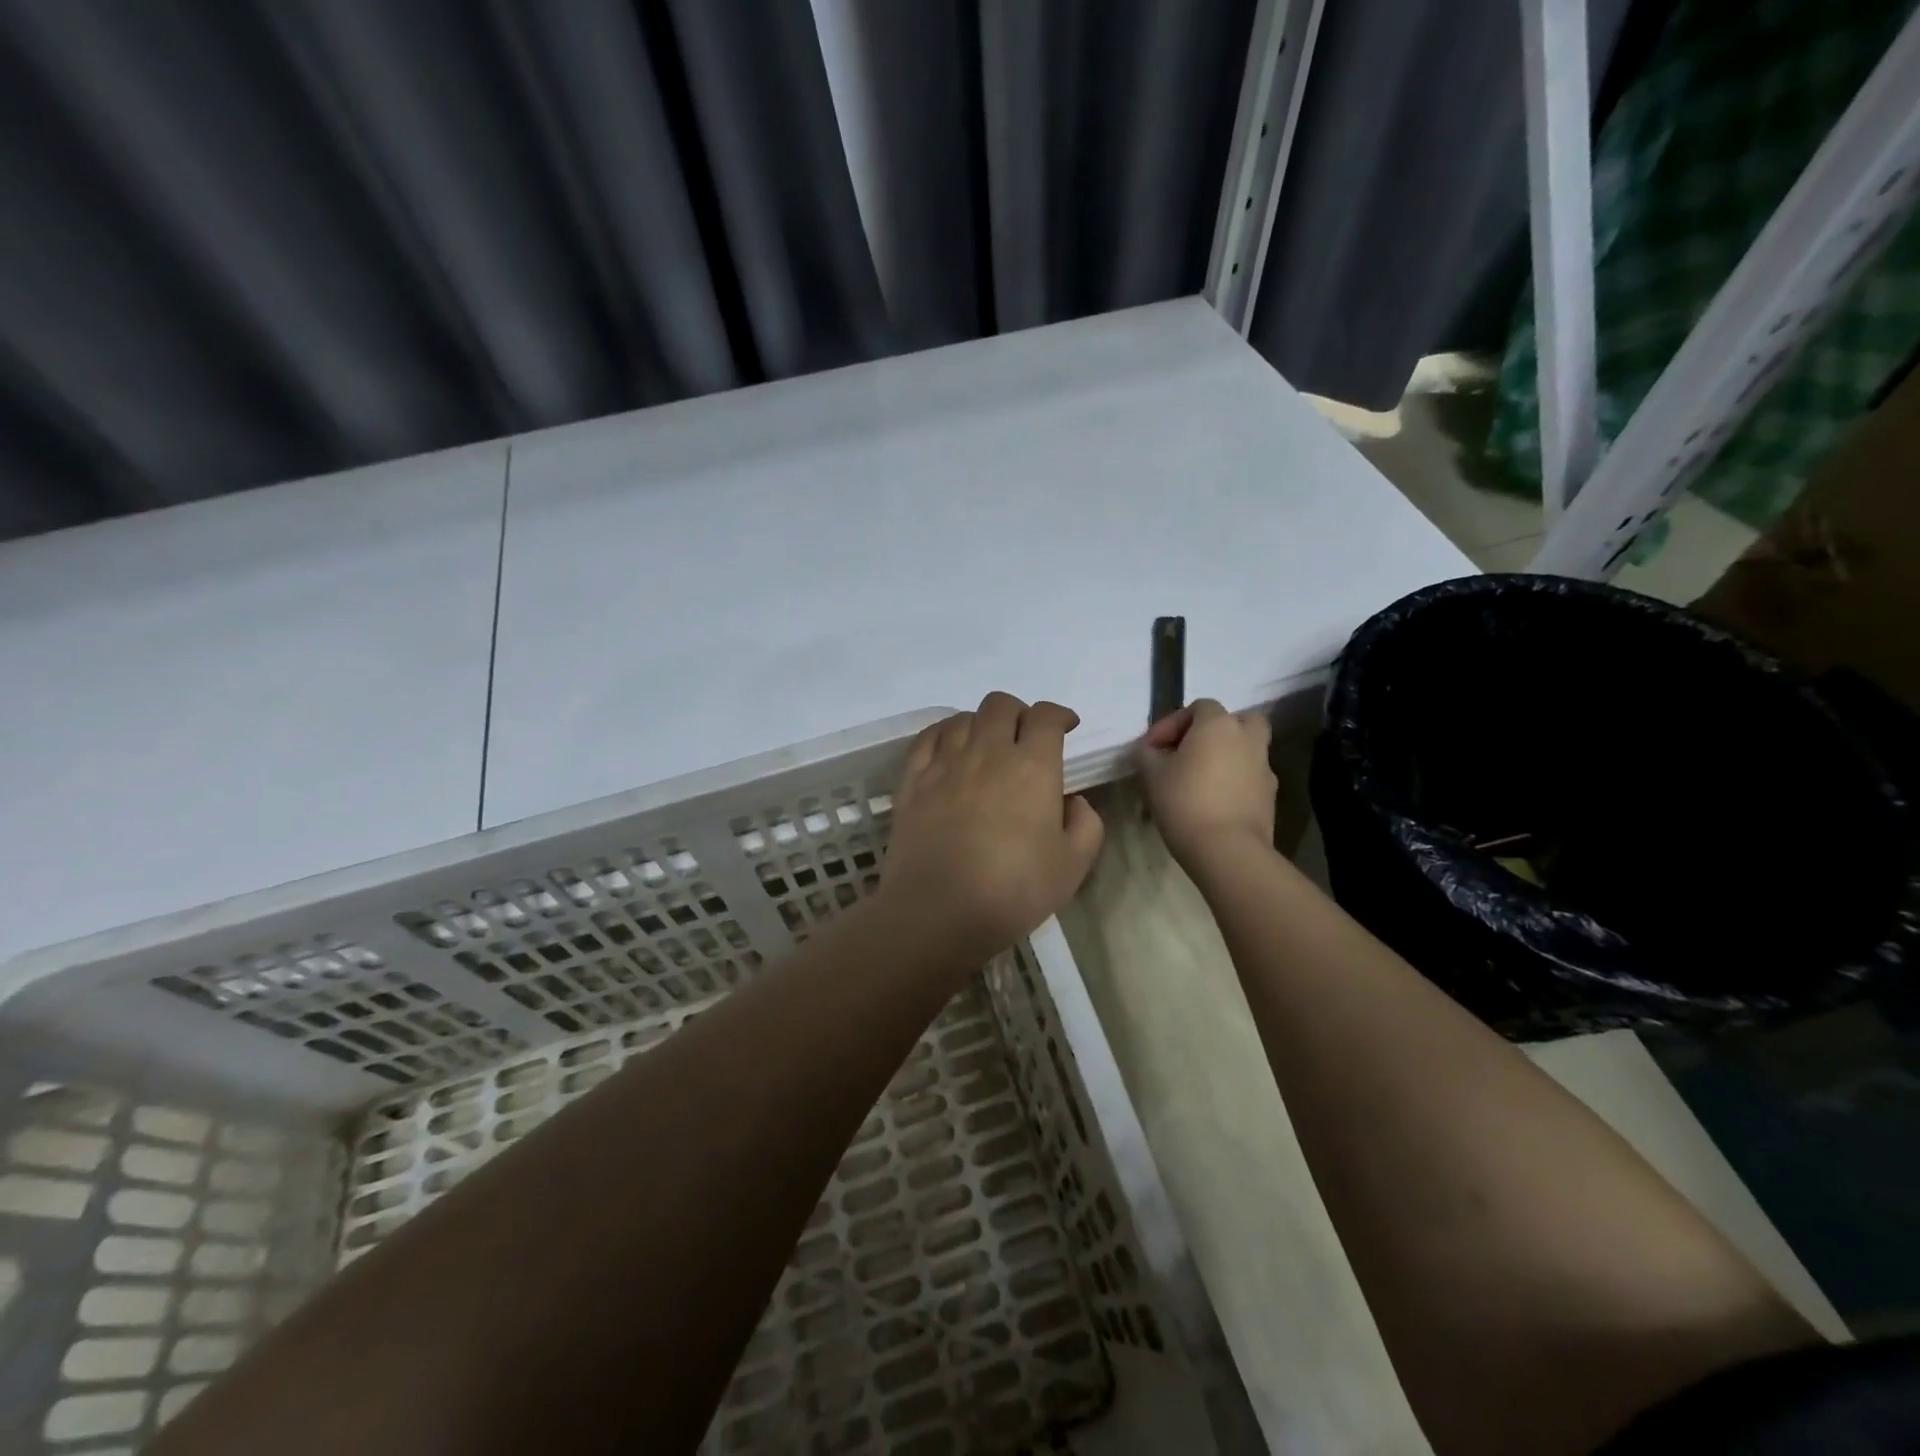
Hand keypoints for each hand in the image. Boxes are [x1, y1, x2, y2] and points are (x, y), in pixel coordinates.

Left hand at [880, 692, 1105, 963]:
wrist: (939, 911)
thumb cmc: (1014, 890)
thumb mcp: (1073, 865)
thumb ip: (1086, 824)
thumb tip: (1074, 802)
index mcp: (1032, 766)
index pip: (1046, 716)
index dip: (1059, 715)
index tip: (1066, 728)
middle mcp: (987, 751)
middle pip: (1001, 705)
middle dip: (1019, 713)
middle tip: (1025, 739)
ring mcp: (944, 763)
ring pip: (963, 718)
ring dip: (981, 724)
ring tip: (986, 747)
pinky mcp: (912, 780)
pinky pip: (926, 738)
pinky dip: (943, 733)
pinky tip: (948, 748)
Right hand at [1138, 699, 1276, 867]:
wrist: (1227, 850)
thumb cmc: (1184, 802)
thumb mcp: (1151, 774)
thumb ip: (1147, 753)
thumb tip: (1150, 749)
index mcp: (1218, 724)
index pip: (1197, 707)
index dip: (1171, 723)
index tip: (1151, 748)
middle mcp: (1247, 739)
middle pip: (1235, 721)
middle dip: (1211, 732)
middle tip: (1188, 752)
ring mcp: (1264, 767)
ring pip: (1244, 750)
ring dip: (1224, 757)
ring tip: (1198, 781)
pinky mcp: (1270, 796)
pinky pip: (1249, 777)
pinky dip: (1233, 782)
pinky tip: (1212, 802)